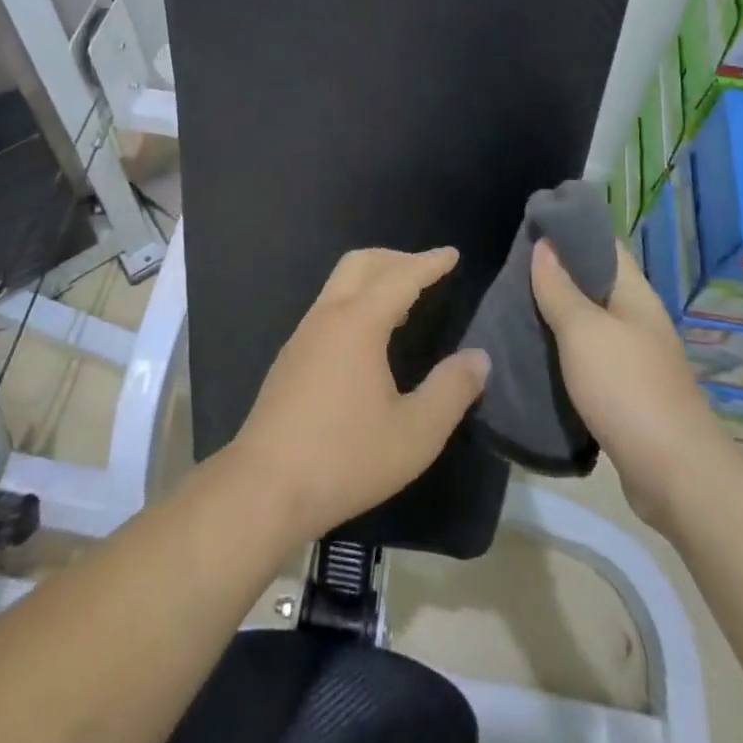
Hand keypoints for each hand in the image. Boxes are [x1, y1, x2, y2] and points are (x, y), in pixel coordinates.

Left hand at [229, 247, 490, 543]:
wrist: (264, 488)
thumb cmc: (345, 458)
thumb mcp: (415, 434)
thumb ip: (451, 391)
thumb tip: (478, 358)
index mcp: (358, 323)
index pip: (401, 277)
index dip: (429, 263)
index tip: (452, 254)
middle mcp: (327, 317)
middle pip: (361, 263)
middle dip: (396, 258)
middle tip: (427, 270)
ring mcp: (303, 336)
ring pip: (339, 283)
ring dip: (373, 278)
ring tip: (403, 301)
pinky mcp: (290, 358)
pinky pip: (328, 308)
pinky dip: (356, 301)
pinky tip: (368, 338)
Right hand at [531, 239, 711, 524]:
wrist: (675, 476)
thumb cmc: (627, 389)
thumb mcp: (583, 331)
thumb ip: (560, 288)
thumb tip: (544, 245)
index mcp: (635, 295)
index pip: (604, 245)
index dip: (570, 231)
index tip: (531, 226)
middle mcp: (638, 320)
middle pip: (595, 283)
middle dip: (556, 274)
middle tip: (511, 270)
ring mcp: (635, 358)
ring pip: (590, 323)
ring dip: (557, 315)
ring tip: (514, 307)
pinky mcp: (626, 393)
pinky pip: (589, 358)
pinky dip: (564, 351)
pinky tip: (536, 354)